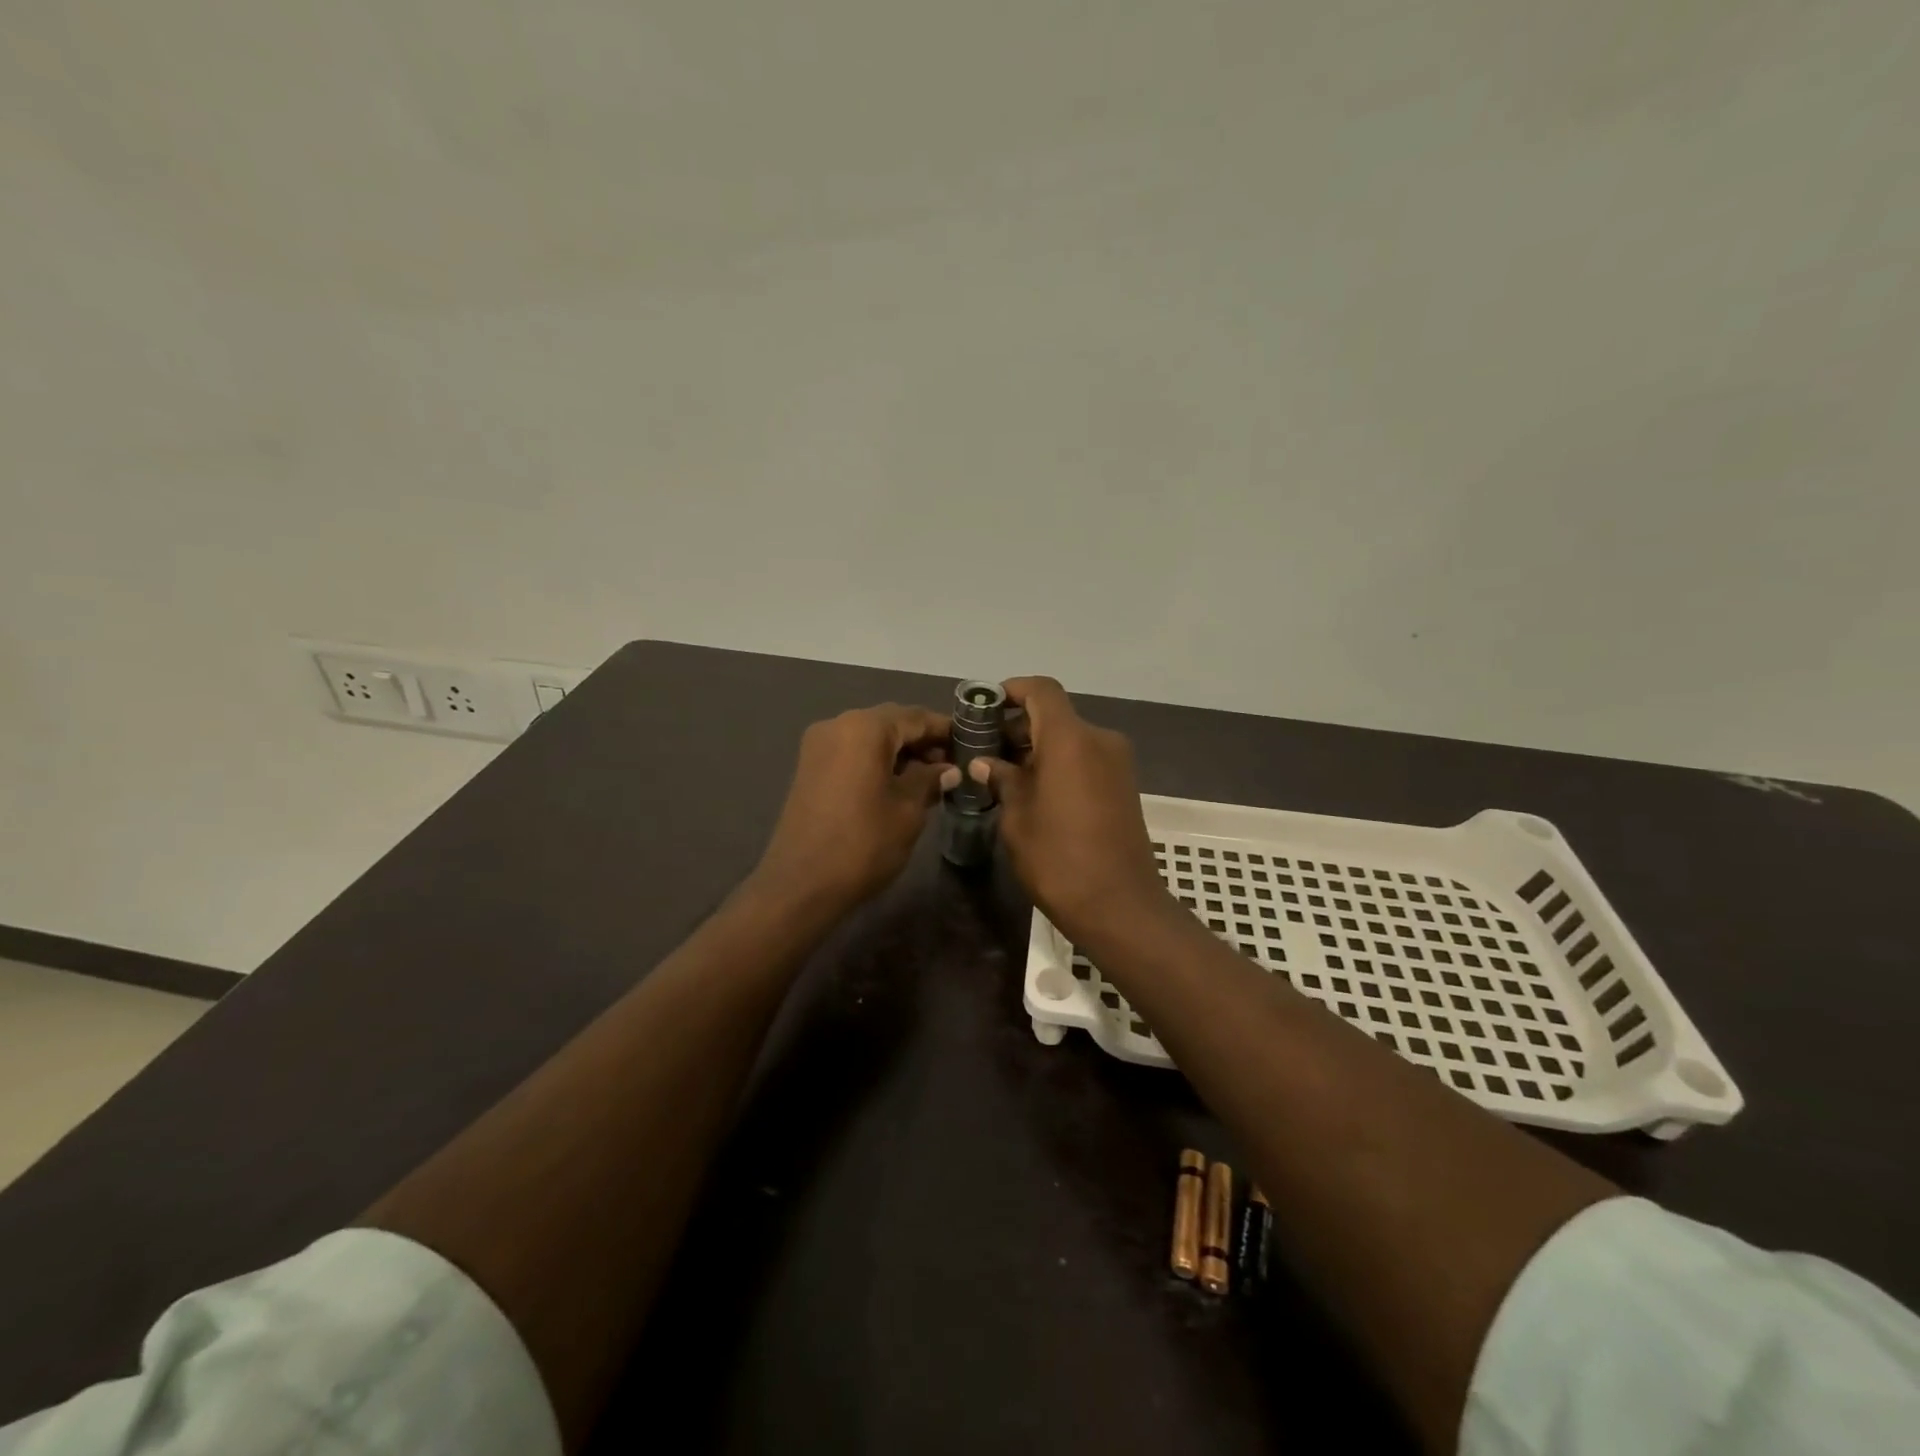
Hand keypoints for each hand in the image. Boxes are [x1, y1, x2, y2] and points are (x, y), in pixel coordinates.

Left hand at [754, 704, 958, 910]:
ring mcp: (819, 746)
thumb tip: (948, 770)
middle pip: (891, 723)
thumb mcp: (908, 810)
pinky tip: (899, 784)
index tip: (971, 743)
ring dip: (900, 752)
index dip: (945, 729)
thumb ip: (930, 780)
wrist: (801, 884)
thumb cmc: (863, 843)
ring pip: (871, 738)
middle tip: (953, 764)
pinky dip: (878, 761)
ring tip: (931, 778)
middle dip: (922, 740)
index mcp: (865, 728)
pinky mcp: (810, 768)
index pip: (915, 717)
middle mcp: (838, 725)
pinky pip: (853, 753)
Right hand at [967, 677, 1180, 949]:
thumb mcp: (1017, 818)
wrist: (1119, 905)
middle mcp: (1099, 740)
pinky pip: (1085, 758)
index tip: (985, 706)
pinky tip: (1033, 791)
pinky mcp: (1124, 785)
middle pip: (1055, 715)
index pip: (1041, 691)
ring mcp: (1117, 763)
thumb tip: (985, 763)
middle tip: (984, 750)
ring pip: (1070, 738)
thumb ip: (1001, 780)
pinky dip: (1059, 763)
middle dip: (1018, 726)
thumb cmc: (1058, 859)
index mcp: (1070, 739)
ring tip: (1003, 775)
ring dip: (1037, 747)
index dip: (1012, 690)